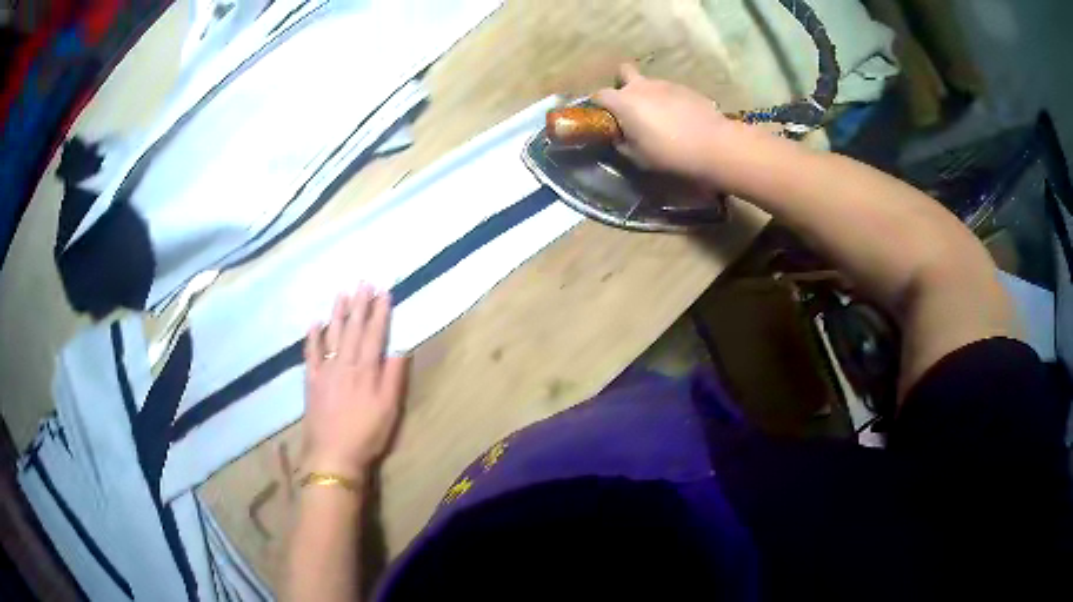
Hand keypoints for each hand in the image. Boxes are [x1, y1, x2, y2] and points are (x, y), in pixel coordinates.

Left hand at [302, 285, 409, 479]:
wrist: (333, 454)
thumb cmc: (367, 433)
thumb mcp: (389, 408)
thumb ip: (394, 377)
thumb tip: (400, 347)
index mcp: (366, 370)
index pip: (374, 334)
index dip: (380, 313)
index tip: (384, 292)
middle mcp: (345, 364)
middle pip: (353, 329)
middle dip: (359, 304)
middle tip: (363, 282)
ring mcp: (326, 371)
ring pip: (332, 335)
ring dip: (338, 313)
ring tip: (342, 293)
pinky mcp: (312, 381)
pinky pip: (311, 354)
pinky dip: (312, 337)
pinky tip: (314, 323)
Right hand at [594, 64, 744, 185]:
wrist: (713, 145)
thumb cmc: (669, 153)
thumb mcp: (637, 156)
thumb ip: (622, 142)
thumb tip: (618, 136)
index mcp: (624, 101)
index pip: (599, 94)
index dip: (598, 105)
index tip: (603, 117)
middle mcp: (642, 86)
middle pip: (623, 71)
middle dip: (623, 83)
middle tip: (630, 105)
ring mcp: (666, 84)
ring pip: (649, 83)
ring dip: (649, 96)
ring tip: (662, 119)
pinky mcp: (687, 89)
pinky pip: (670, 92)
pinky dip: (670, 102)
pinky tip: (681, 120)